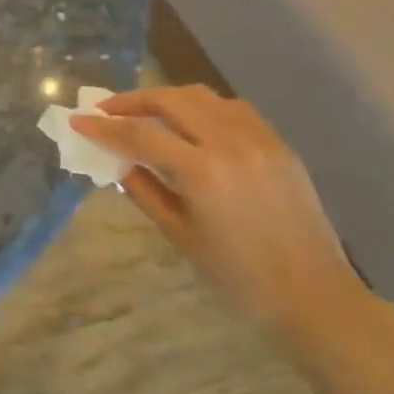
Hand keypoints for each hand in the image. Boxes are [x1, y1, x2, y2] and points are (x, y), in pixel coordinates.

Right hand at [71, 87, 377, 346]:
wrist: (314, 296)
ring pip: (204, 97)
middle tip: (107, 110)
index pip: (141, 135)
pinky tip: (192, 122)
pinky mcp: (278, 144)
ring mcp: (260, 139)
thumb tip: (119, 162)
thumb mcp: (180, 236)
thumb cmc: (239, 278)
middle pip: (172, 100)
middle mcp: (231, 143)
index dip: (105, 127)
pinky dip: (203, 107)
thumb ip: (145, 191)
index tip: (78, 121)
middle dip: (134, 101)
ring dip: (168, 98)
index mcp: (203, 172)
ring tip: (146, 111)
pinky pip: (233, 109)